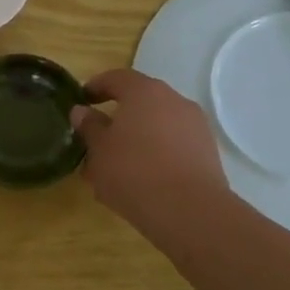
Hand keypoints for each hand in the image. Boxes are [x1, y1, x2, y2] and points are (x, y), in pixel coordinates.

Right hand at [69, 68, 229, 250]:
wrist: (188, 211)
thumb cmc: (133, 171)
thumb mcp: (99, 149)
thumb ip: (89, 126)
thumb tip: (82, 111)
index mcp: (144, 92)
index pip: (116, 78)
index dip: (96, 86)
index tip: (81, 100)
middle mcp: (174, 101)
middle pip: (141, 101)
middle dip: (118, 116)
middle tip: (97, 136)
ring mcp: (195, 127)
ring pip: (158, 125)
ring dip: (137, 138)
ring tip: (117, 164)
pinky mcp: (207, 153)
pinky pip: (173, 145)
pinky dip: (156, 154)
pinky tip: (141, 179)